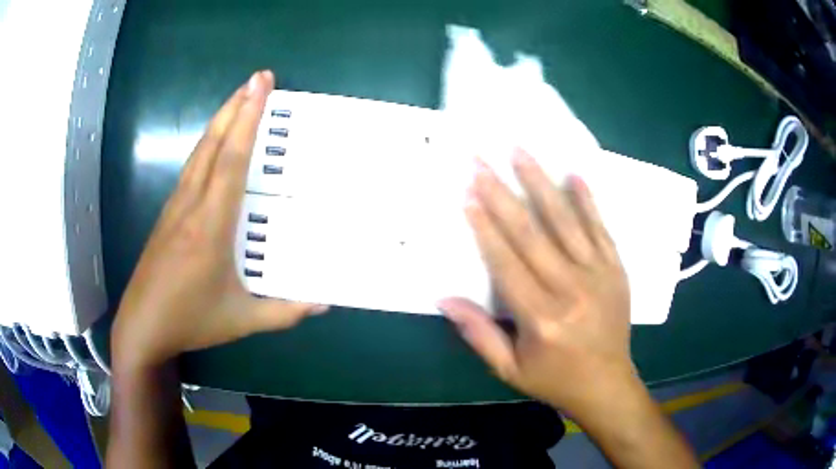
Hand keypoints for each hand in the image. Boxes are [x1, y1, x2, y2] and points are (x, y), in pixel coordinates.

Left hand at [111, 70, 326, 370]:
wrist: (143, 325)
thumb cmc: (191, 320)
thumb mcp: (242, 320)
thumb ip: (284, 312)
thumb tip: (324, 303)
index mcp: (210, 226)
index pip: (231, 162)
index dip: (247, 120)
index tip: (260, 85)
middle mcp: (191, 206)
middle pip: (213, 144)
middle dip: (235, 107)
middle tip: (257, 79)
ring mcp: (175, 207)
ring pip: (199, 153)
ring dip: (219, 122)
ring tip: (239, 99)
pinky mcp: (167, 214)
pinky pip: (190, 169)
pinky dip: (207, 145)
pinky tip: (215, 143)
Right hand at [438, 149, 634, 415]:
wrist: (607, 384)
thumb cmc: (554, 379)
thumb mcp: (510, 369)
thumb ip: (478, 334)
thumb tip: (445, 299)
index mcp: (541, 317)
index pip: (506, 262)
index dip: (485, 227)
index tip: (468, 194)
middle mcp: (570, 289)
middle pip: (531, 233)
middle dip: (502, 193)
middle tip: (481, 161)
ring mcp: (598, 275)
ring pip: (566, 221)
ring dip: (541, 183)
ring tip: (521, 152)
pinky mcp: (616, 269)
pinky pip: (601, 228)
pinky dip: (588, 200)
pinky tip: (574, 173)